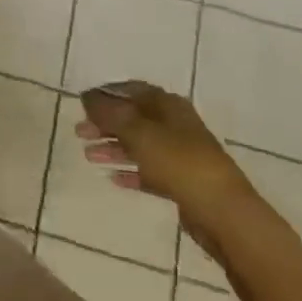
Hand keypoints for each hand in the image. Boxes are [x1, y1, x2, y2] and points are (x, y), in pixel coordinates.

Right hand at [77, 82, 253, 249]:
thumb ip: (108, 113)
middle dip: (105, 124)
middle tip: (80, 132)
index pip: (131, 90)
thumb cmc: (177, 161)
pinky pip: (149, 171)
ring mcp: (179, 154)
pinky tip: (112, 178)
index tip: (82, 104)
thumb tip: (87, 97)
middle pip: (133, 118)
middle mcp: (174, 124)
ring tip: (89, 156)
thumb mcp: (137, 131)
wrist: (221, 210)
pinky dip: (130, 172)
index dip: (105, 94)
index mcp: (167, 104)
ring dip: (113, 148)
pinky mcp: (181, 182)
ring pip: (139, 145)